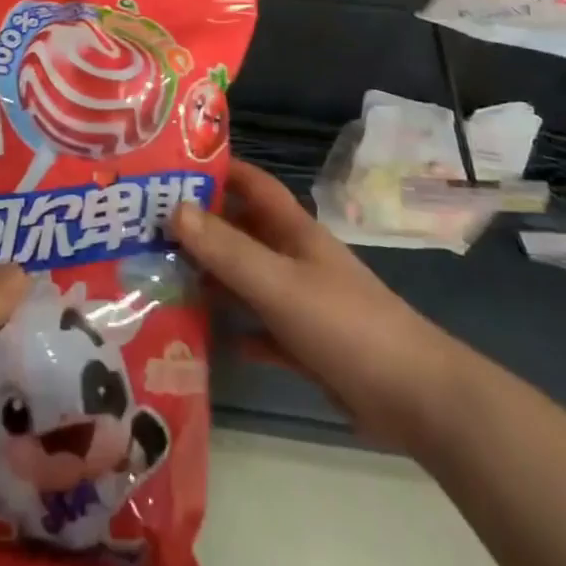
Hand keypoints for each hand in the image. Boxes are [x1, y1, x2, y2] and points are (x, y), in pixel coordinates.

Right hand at [170, 160, 457, 451]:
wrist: (417, 400)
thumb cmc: (345, 324)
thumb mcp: (278, 283)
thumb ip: (227, 249)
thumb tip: (174, 208)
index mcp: (292, 230)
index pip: (251, 183)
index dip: (216, 168)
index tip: (171, 165)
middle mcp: (294, 258)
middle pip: (242, 230)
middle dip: (201, 226)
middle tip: (148, 227)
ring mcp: (302, 301)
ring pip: (247, 279)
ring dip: (213, 278)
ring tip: (162, 276)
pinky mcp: (308, 345)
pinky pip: (262, 329)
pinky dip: (238, 329)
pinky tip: (208, 336)